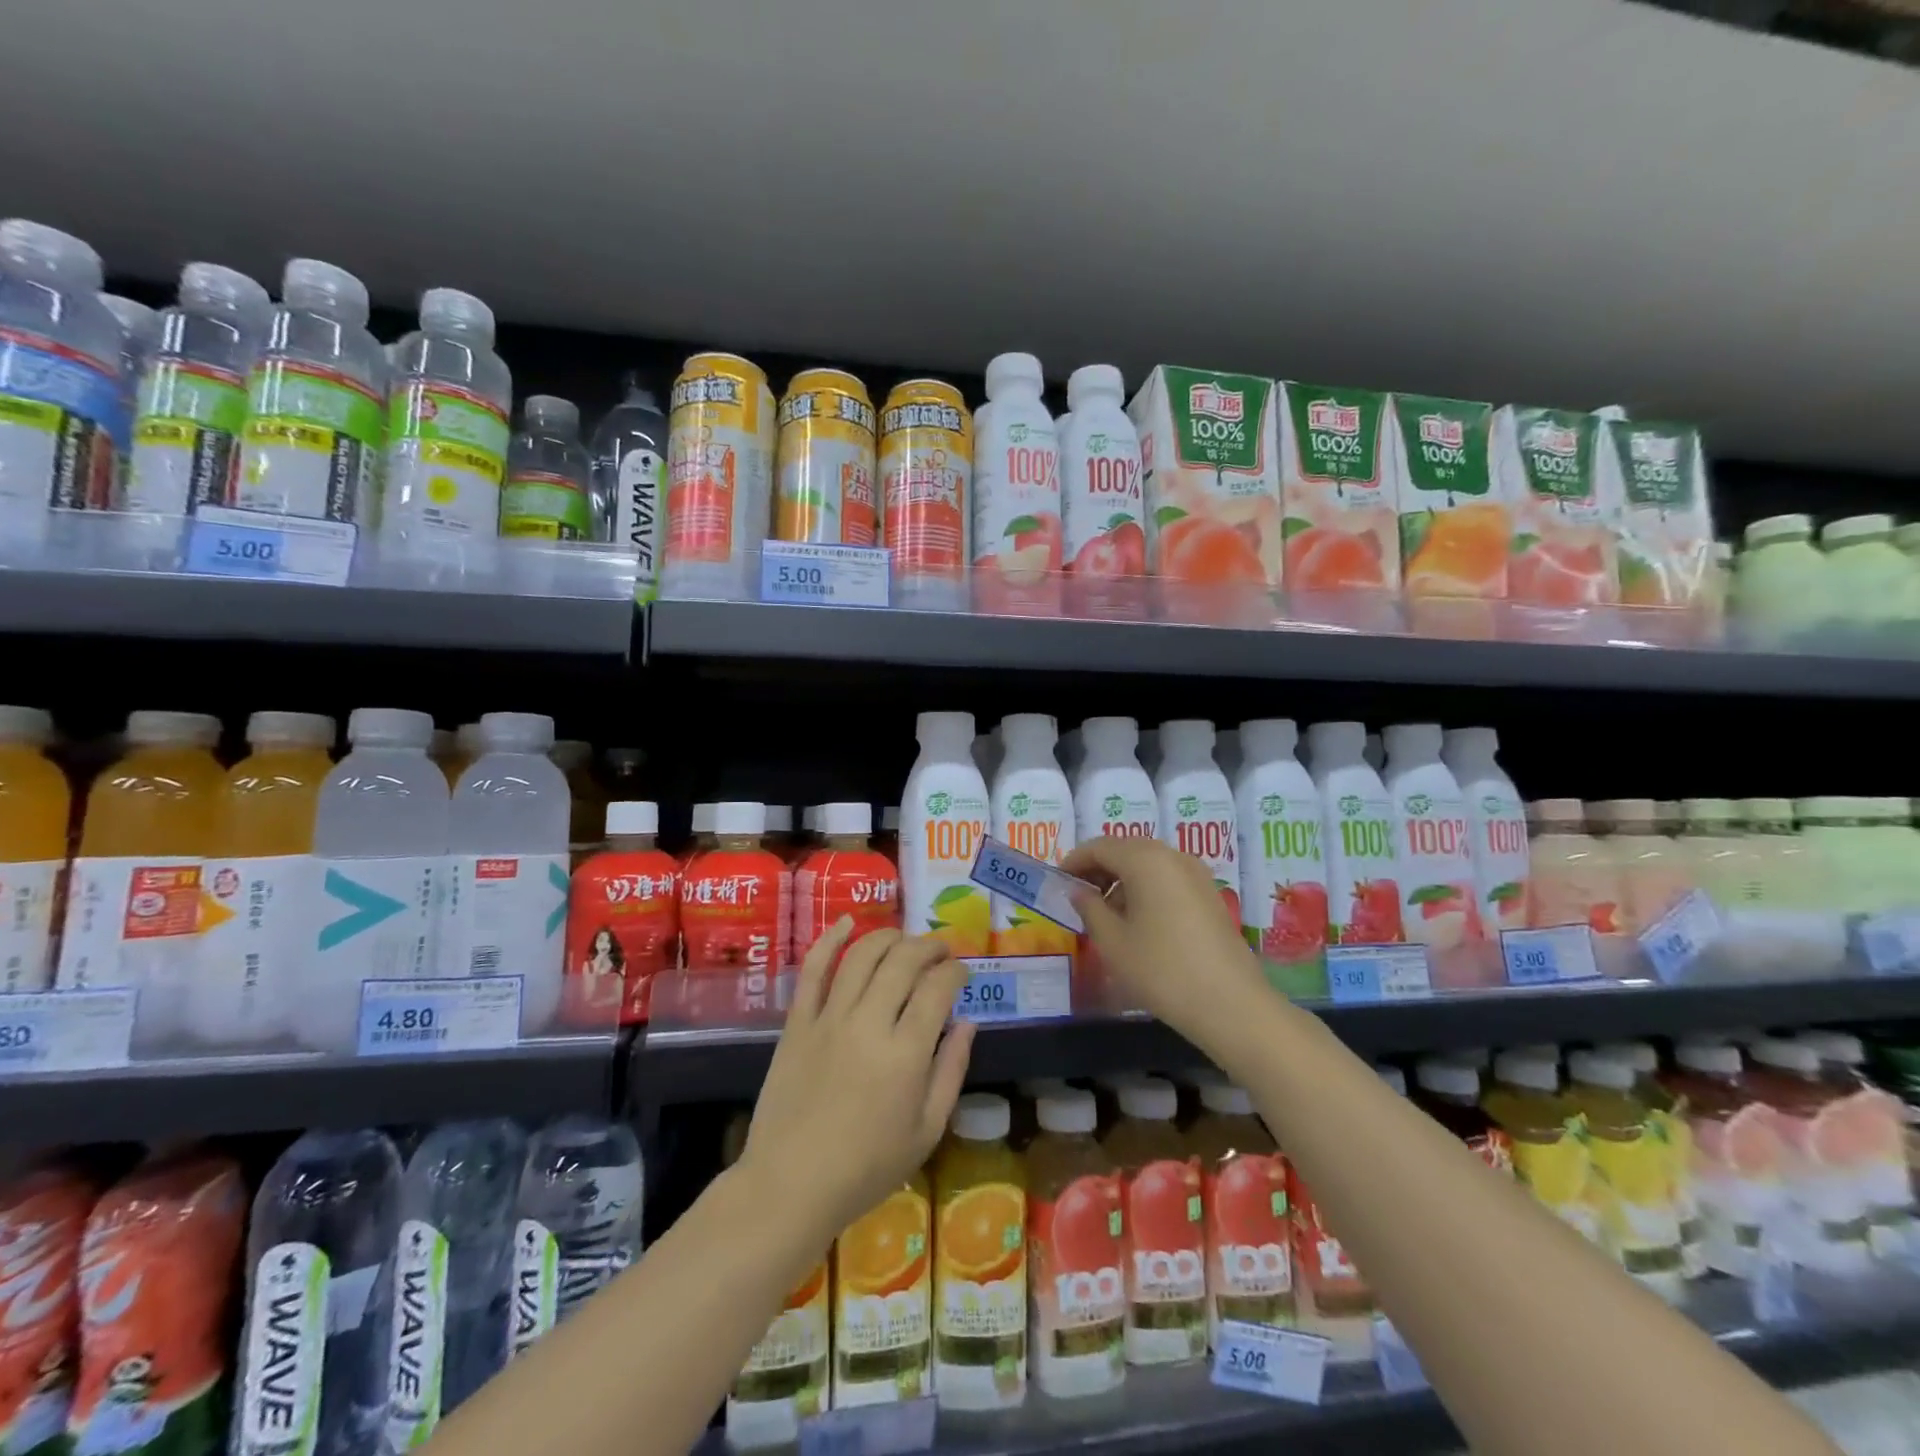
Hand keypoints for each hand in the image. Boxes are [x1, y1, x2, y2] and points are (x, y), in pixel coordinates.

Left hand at [742, 919, 974, 1240]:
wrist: (790, 1185)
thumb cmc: (867, 1167)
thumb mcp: (927, 1130)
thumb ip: (951, 1070)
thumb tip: (967, 1021)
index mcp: (906, 1053)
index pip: (938, 988)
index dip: (955, 971)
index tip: (962, 973)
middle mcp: (869, 1023)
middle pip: (904, 961)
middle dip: (929, 946)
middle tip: (940, 950)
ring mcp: (829, 1018)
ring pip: (863, 956)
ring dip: (890, 937)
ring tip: (905, 939)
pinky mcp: (798, 1022)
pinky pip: (814, 970)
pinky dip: (831, 940)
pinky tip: (848, 922)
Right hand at [1062, 836, 1272, 1053]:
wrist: (1230, 1004)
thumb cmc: (1161, 970)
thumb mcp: (1112, 941)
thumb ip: (1089, 908)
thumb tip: (1078, 891)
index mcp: (1145, 859)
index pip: (1099, 847)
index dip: (1074, 861)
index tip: (1057, 881)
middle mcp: (1172, 856)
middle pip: (1125, 850)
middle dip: (1098, 868)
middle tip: (1077, 896)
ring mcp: (1196, 874)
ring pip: (1148, 864)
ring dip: (1122, 880)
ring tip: (1104, 913)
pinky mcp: (1209, 895)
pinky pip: (1167, 879)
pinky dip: (1145, 889)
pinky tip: (1137, 921)